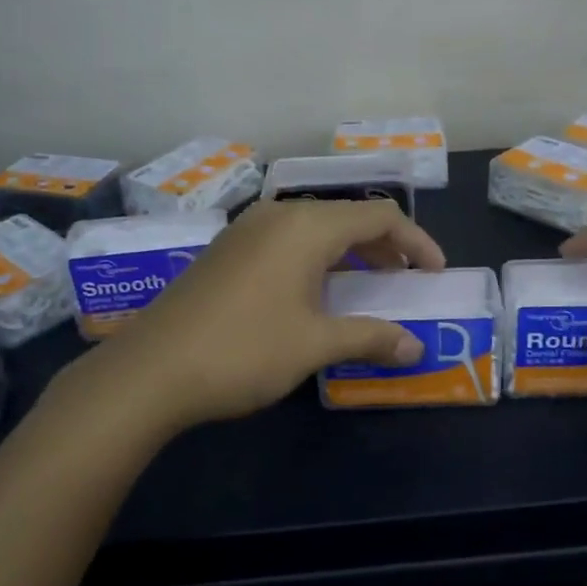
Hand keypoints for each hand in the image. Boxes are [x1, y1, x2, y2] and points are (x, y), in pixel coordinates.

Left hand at [107, 199, 445, 428]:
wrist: (151, 370)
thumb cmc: (244, 350)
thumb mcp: (315, 345)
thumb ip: (370, 338)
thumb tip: (416, 348)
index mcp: (307, 226)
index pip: (379, 216)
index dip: (415, 241)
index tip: (435, 272)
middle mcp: (278, 215)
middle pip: (347, 217)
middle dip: (384, 245)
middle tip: (406, 278)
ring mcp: (247, 230)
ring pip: (314, 228)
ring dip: (349, 251)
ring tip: (368, 283)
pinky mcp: (226, 251)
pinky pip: (287, 241)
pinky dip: (316, 258)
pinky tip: (315, 291)